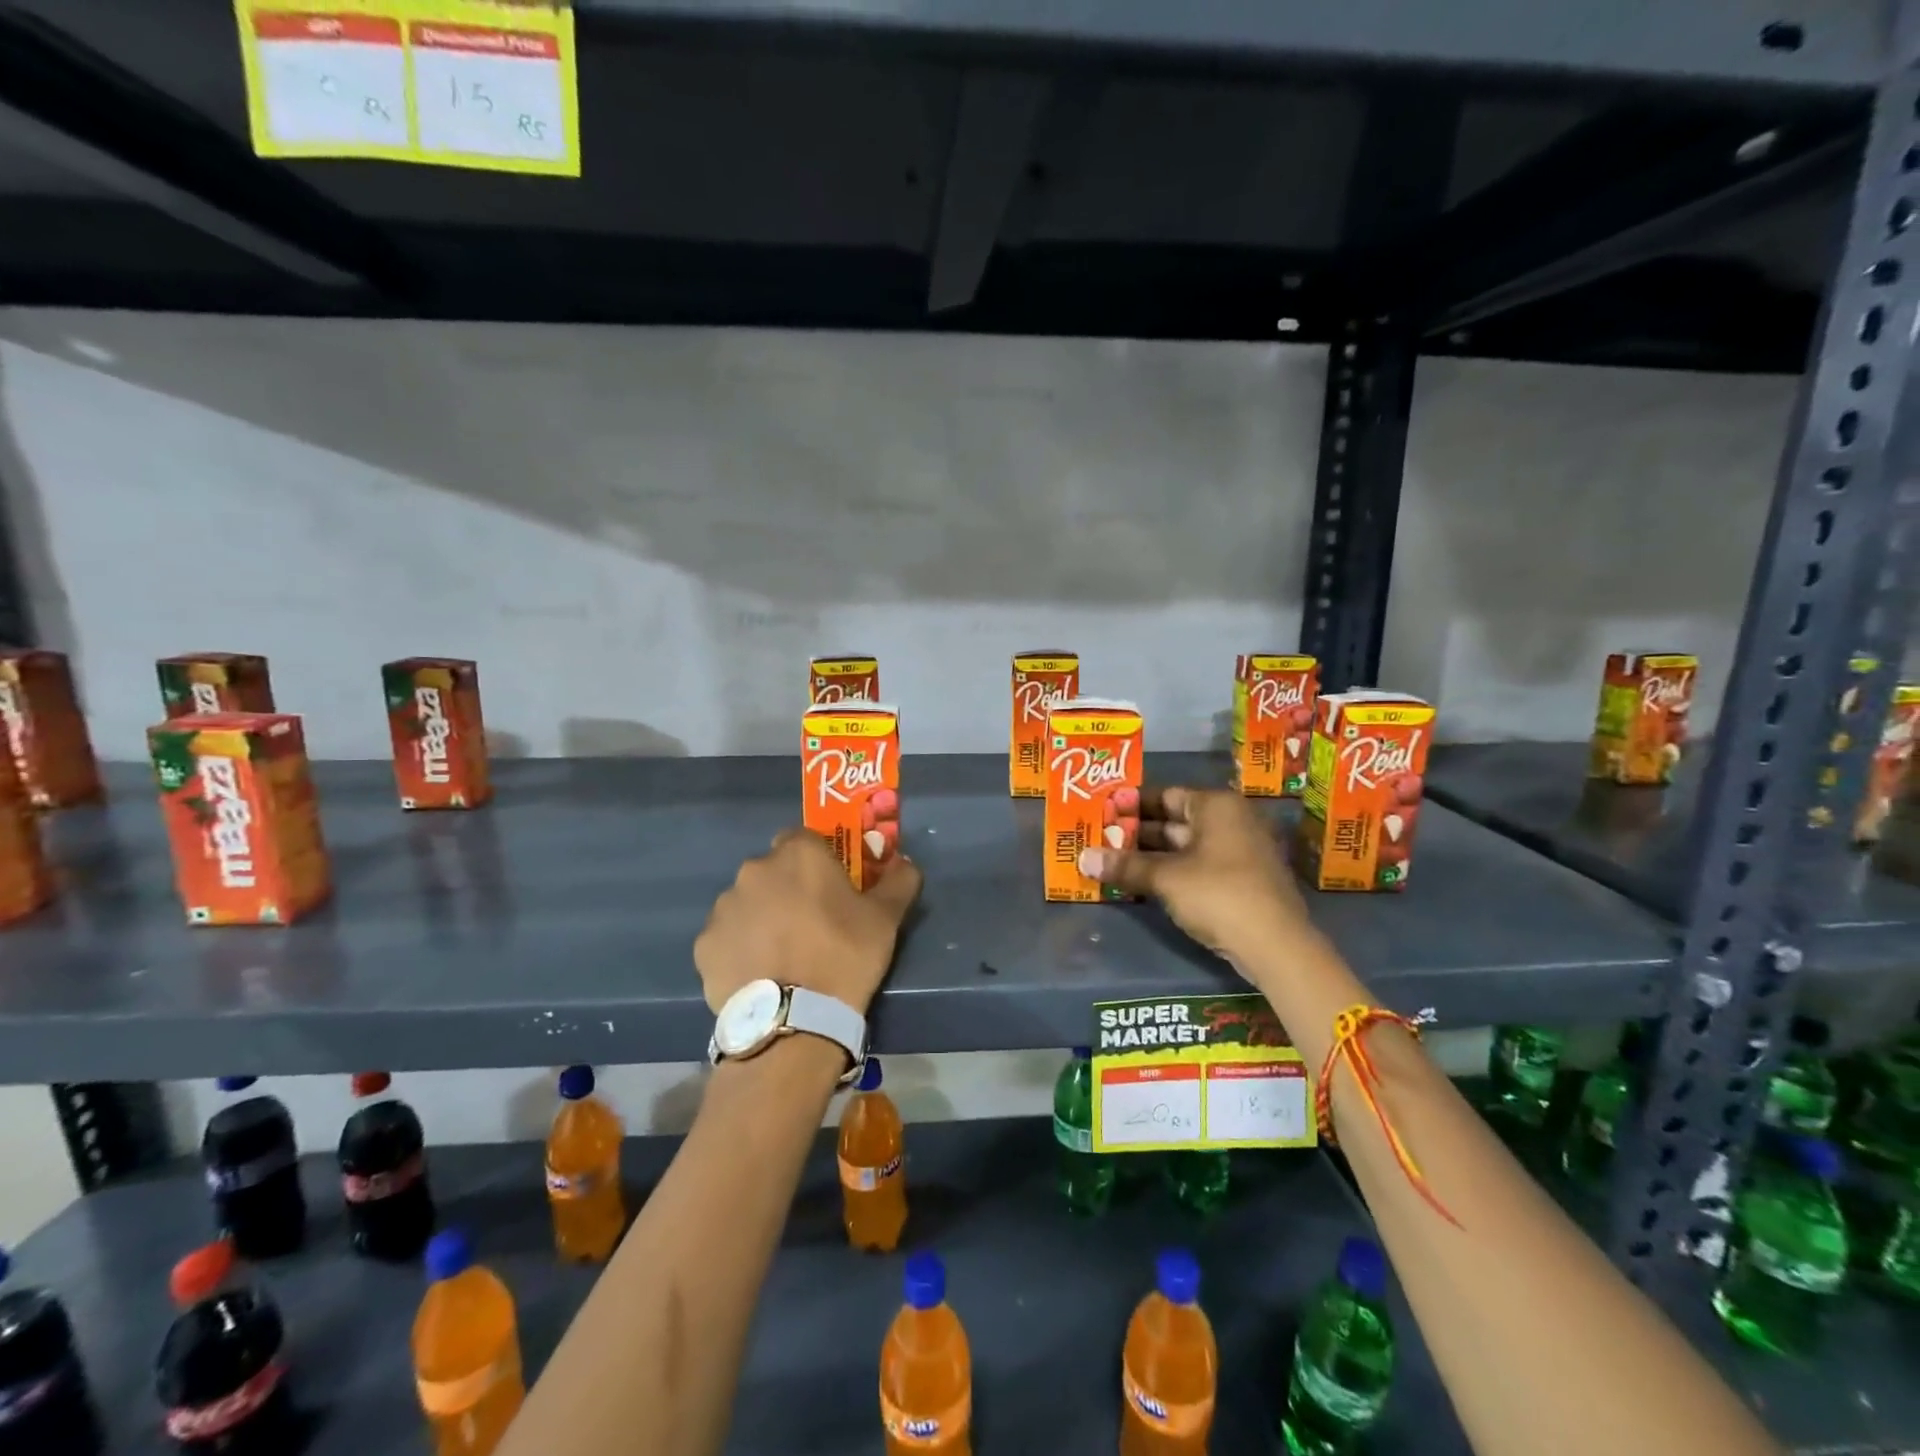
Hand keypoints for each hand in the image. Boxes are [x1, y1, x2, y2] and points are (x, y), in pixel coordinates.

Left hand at [695, 829, 921, 1016]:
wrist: (794, 1020)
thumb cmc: (844, 955)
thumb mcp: (886, 918)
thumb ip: (899, 880)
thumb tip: (905, 863)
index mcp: (797, 854)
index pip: (804, 839)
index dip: (818, 861)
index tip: (831, 888)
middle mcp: (754, 870)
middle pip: (773, 870)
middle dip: (788, 888)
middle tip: (810, 924)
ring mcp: (724, 908)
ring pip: (747, 903)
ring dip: (762, 917)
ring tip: (783, 955)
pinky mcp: (704, 945)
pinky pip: (727, 937)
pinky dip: (740, 948)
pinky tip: (760, 975)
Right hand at [1077, 786, 1313, 971]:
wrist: (1275, 945)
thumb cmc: (1218, 894)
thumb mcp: (1165, 878)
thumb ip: (1124, 866)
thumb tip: (1082, 858)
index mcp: (1216, 806)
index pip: (1165, 795)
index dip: (1132, 804)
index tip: (1102, 813)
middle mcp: (1231, 820)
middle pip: (1174, 821)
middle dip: (1137, 832)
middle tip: (1099, 839)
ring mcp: (1240, 851)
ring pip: (1185, 846)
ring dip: (1151, 855)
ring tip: (1112, 862)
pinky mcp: (1242, 880)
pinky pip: (1198, 866)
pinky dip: (1171, 871)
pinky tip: (1142, 883)